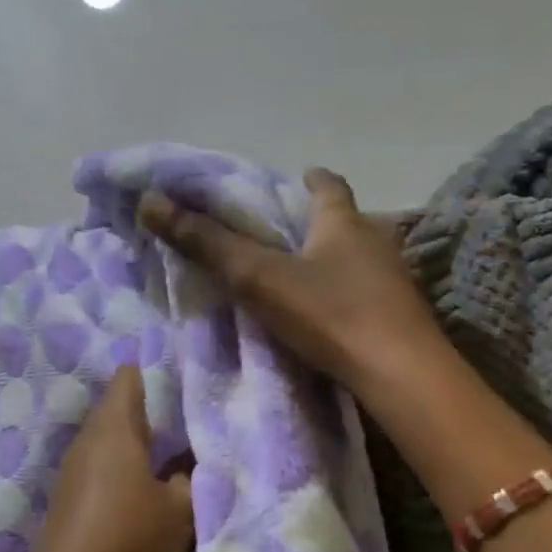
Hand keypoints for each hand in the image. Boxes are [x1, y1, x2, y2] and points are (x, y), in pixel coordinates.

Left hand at [27, 367, 193, 551]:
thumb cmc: (130, 541)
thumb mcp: (180, 511)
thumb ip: (189, 479)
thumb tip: (184, 466)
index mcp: (113, 428)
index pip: (130, 377)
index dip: (156, 373)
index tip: (186, 382)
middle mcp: (86, 440)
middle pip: (117, 409)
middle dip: (152, 414)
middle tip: (190, 425)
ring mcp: (72, 471)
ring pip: (108, 442)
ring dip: (136, 446)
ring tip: (173, 457)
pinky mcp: (67, 500)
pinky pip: (99, 469)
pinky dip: (121, 472)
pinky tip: (143, 492)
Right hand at [138, 167, 443, 398]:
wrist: (400, 374)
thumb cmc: (330, 313)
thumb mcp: (258, 277)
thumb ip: (207, 243)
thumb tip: (150, 202)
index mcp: (343, 222)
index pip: (329, 186)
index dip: (312, 179)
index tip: (298, 176)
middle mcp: (374, 242)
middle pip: (344, 221)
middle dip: (317, 222)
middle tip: (284, 230)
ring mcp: (392, 281)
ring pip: (356, 258)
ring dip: (330, 260)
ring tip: (299, 273)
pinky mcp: (397, 317)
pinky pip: (364, 292)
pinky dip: (342, 293)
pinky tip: (325, 313)